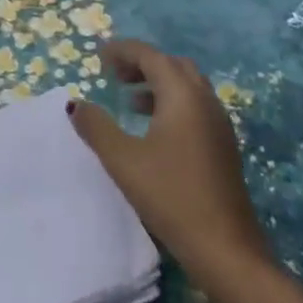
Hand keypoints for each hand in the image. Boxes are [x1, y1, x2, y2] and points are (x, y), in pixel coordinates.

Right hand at [67, 39, 270, 280]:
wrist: (227, 251)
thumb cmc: (172, 197)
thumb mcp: (124, 161)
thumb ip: (96, 128)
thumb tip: (76, 104)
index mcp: (182, 95)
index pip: (149, 55)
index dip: (122, 50)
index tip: (98, 57)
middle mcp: (204, 100)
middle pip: (171, 64)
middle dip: (142, 63)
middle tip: (115, 76)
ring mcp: (219, 123)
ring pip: (186, 85)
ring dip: (158, 83)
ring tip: (130, 101)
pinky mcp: (224, 146)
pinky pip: (195, 106)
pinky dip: (172, 102)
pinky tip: (155, 130)